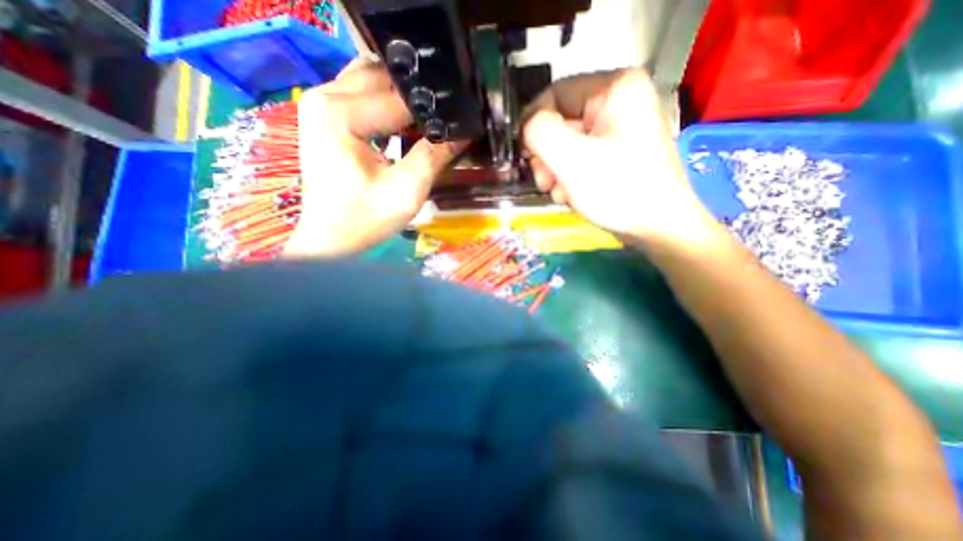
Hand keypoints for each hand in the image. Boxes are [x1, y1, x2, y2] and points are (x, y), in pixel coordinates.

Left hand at [282, 60, 465, 258]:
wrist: (330, 240)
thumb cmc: (365, 219)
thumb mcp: (407, 190)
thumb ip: (434, 155)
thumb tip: (462, 131)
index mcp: (340, 112)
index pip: (400, 98)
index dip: (434, 110)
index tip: (459, 122)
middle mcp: (325, 96)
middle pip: (384, 79)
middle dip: (419, 99)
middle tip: (447, 120)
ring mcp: (322, 104)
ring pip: (373, 81)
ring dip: (403, 98)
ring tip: (428, 121)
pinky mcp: (327, 118)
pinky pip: (362, 95)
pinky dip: (387, 105)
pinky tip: (406, 124)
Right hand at [524, 67, 716, 248]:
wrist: (658, 228)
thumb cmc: (618, 189)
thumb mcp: (571, 158)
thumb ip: (539, 132)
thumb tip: (526, 128)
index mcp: (615, 88)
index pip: (554, 94)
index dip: (533, 125)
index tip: (525, 157)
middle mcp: (619, 101)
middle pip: (560, 122)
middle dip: (546, 156)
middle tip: (545, 183)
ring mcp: (618, 129)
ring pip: (567, 143)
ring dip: (555, 171)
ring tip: (560, 193)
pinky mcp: (616, 152)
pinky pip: (580, 157)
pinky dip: (569, 176)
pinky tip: (571, 195)